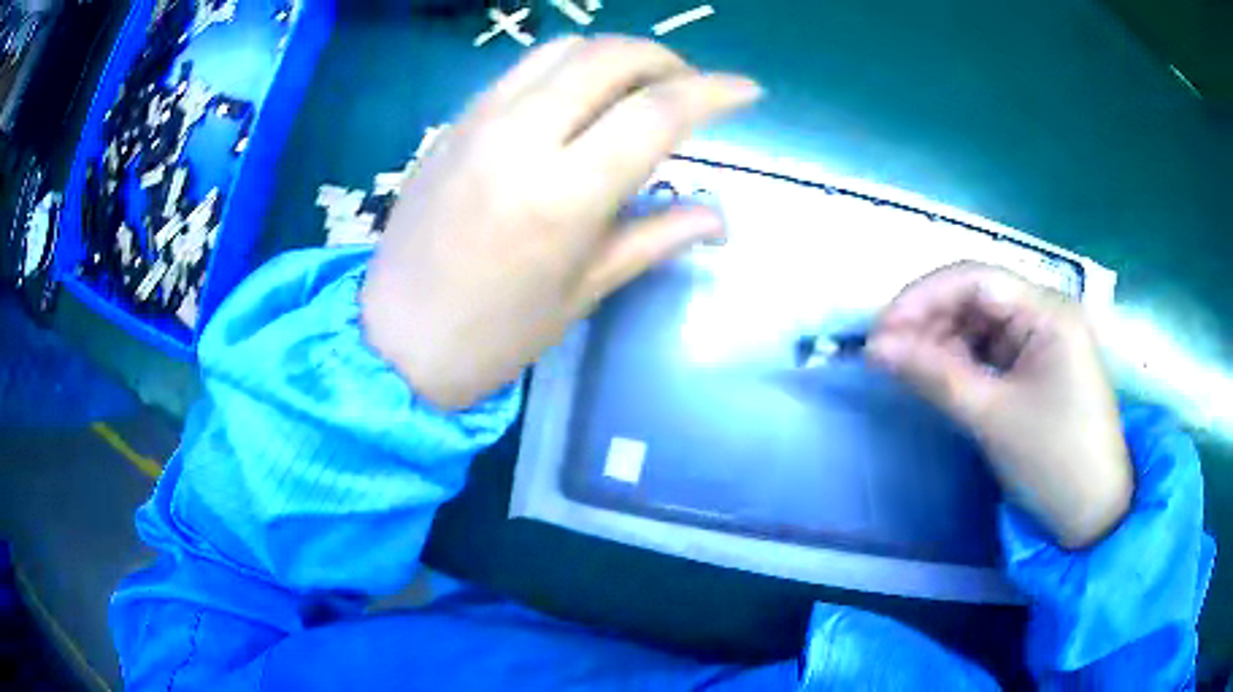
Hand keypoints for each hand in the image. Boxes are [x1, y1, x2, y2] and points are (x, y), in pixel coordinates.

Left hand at [361, 36, 760, 410]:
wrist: (397, 339)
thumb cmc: (496, 333)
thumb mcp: (584, 291)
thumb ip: (656, 237)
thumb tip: (718, 215)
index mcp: (562, 194)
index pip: (657, 113)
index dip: (714, 92)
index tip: (748, 91)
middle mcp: (521, 138)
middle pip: (610, 57)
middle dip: (666, 59)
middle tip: (690, 87)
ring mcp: (479, 122)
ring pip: (564, 49)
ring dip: (617, 55)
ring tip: (640, 85)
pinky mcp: (455, 122)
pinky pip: (523, 69)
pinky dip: (569, 67)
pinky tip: (581, 97)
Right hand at [869, 262, 1132, 549]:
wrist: (1094, 515)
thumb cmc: (1054, 463)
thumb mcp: (992, 418)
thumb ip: (934, 375)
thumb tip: (876, 348)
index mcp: (1049, 311)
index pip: (976, 279)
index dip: (922, 297)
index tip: (880, 331)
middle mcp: (1048, 312)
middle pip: (977, 297)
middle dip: (930, 320)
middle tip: (886, 354)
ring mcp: (1046, 339)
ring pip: (982, 323)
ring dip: (943, 341)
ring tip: (907, 369)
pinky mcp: (1040, 366)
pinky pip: (994, 350)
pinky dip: (964, 361)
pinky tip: (940, 377)